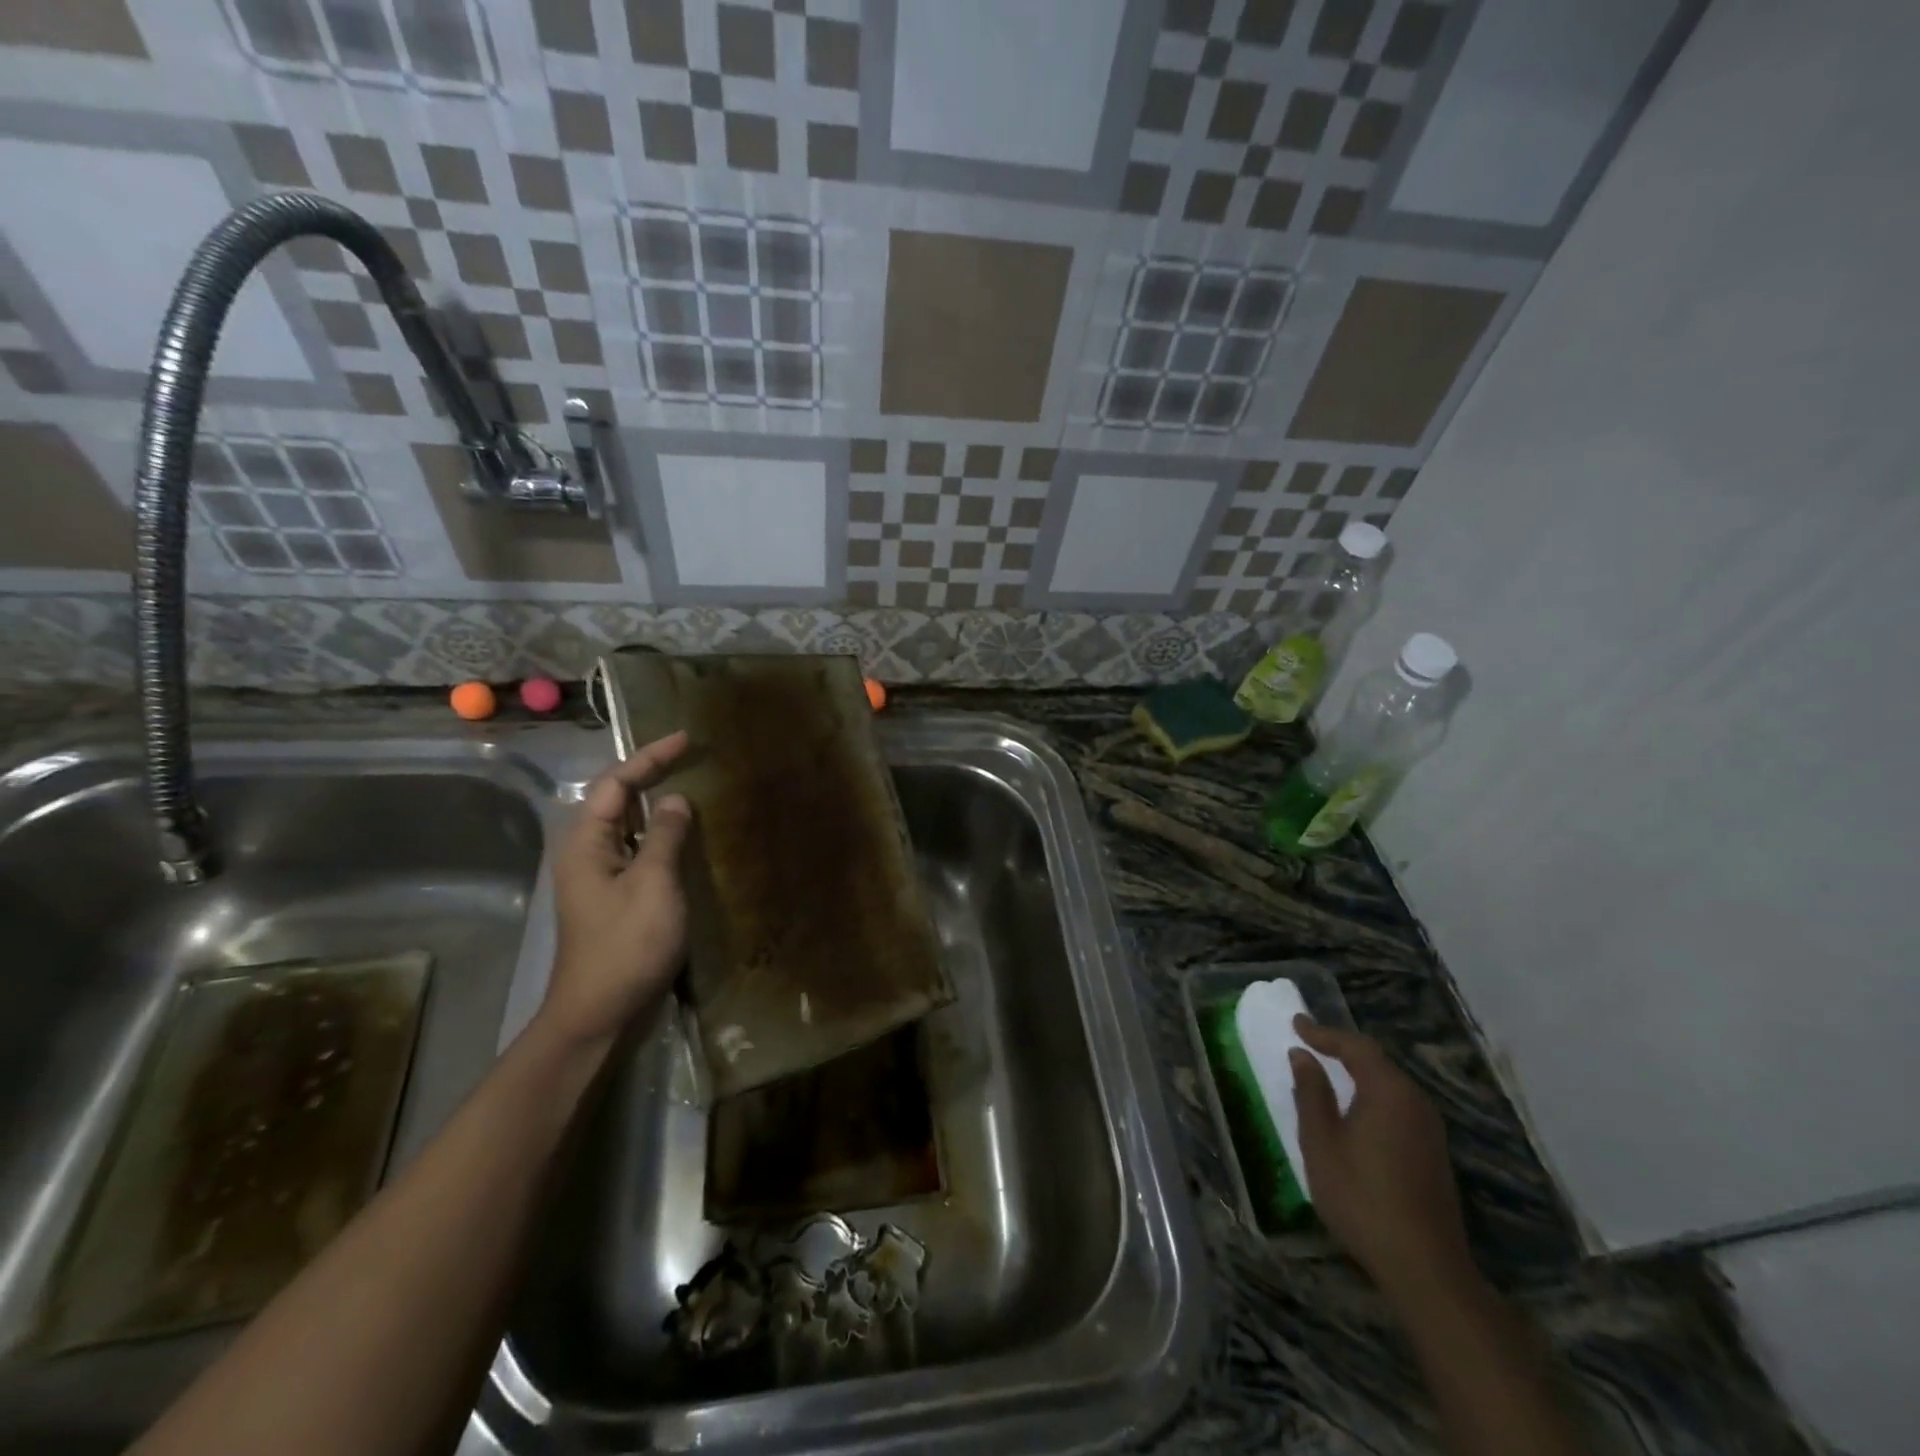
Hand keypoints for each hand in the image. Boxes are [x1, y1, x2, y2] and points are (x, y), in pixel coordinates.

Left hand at [540, 731, 693, 1049]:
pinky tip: (688, 835)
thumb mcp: (653, 884)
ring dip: (658, 805)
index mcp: (586, 842)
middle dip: (652, 774)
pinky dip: (663, 835)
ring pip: (629, 826)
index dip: (650, 757)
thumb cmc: (626, 945)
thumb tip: (676, 800)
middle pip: (617, 799)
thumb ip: (665, 836)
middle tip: (691, 756)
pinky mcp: (617, 896)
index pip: (615, 783)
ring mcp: (601, 876)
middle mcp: (588, 852)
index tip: (686, 739)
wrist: (600, 1012)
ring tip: (693, 785)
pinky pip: (639, 850)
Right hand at [1290, 1017, 1474, 1298]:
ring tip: (1328, 1068)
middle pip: (1377, 1061)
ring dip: (1358, 1071)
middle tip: (1311, 1042)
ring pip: (1390, 1084)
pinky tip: (1355, 1107)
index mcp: (1389, 1092)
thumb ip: (1311, 1093)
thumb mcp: (1321, 1142)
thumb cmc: (1361, 1196)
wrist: (1424, 1267)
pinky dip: (1372, 1093)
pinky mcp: (1433, 1152)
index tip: (1296, 1023)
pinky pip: (1398, 1105)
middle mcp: (1416, 1102)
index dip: (1324, 1033)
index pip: (1356, 1046)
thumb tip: (1303, 1056)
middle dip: (1342, 1048)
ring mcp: (1430, 1129)